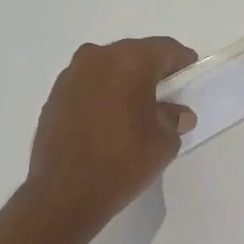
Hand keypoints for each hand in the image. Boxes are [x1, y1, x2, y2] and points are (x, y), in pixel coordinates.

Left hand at [26, 36, 197, 230]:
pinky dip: (102, 97)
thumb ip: (173, 119)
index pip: (165, 49)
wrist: (65, 193)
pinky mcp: (54, 97)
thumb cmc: (124, 161)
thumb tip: (176, 113)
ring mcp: (70, 76)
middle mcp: (97, 58)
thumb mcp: (164, 142)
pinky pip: (88, 88)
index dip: (182, 63)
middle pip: (134, 55)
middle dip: (152, 72)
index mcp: (129, 60)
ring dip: (124, 84)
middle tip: (167, 96)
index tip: (190, 79)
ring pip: (107, 70)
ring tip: (136, 111)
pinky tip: (109, 122)